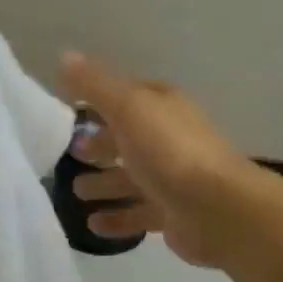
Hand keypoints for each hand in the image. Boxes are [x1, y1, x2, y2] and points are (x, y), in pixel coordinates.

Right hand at [60, 52, 256, 267]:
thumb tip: (65, 56)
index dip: (98, 102)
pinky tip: (93, 225)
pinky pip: (138, 213)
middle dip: (100, 146)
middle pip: (128, 140)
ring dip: (104, 184)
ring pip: (131, 178)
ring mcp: (173, 178)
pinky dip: (117, 218)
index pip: (126, 98)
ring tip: (76, 192)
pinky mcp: (173, 214)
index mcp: (162, 108)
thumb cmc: (170, 151)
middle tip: (71, 154)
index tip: (69, 111)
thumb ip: (94, 85)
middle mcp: (169, 139)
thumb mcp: (128, 108)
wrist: (218, 209)